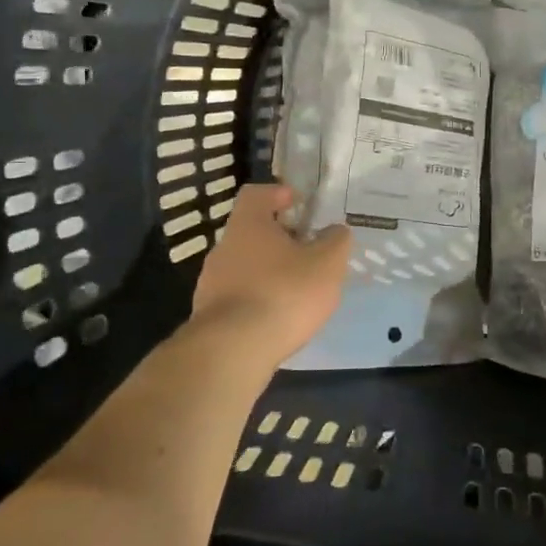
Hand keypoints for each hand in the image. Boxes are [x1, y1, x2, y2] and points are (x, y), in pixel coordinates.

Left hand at [189, 183, 351, 366]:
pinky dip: (259, 299)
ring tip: (297, 289)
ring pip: (245, 265)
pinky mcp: (210, 315)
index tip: (298, 203)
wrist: (233, 351)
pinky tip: (278, 317)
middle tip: (308, 250)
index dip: (278, 194)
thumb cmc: (284, 293)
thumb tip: (335, 231)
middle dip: (279, 238)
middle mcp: (224, 247)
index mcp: (249, 224)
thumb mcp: (327, 263)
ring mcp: (211, 282)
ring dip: (269, 271)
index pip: (256, 194)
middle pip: (251, 231)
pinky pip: (239, 296)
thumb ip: (336, 241)